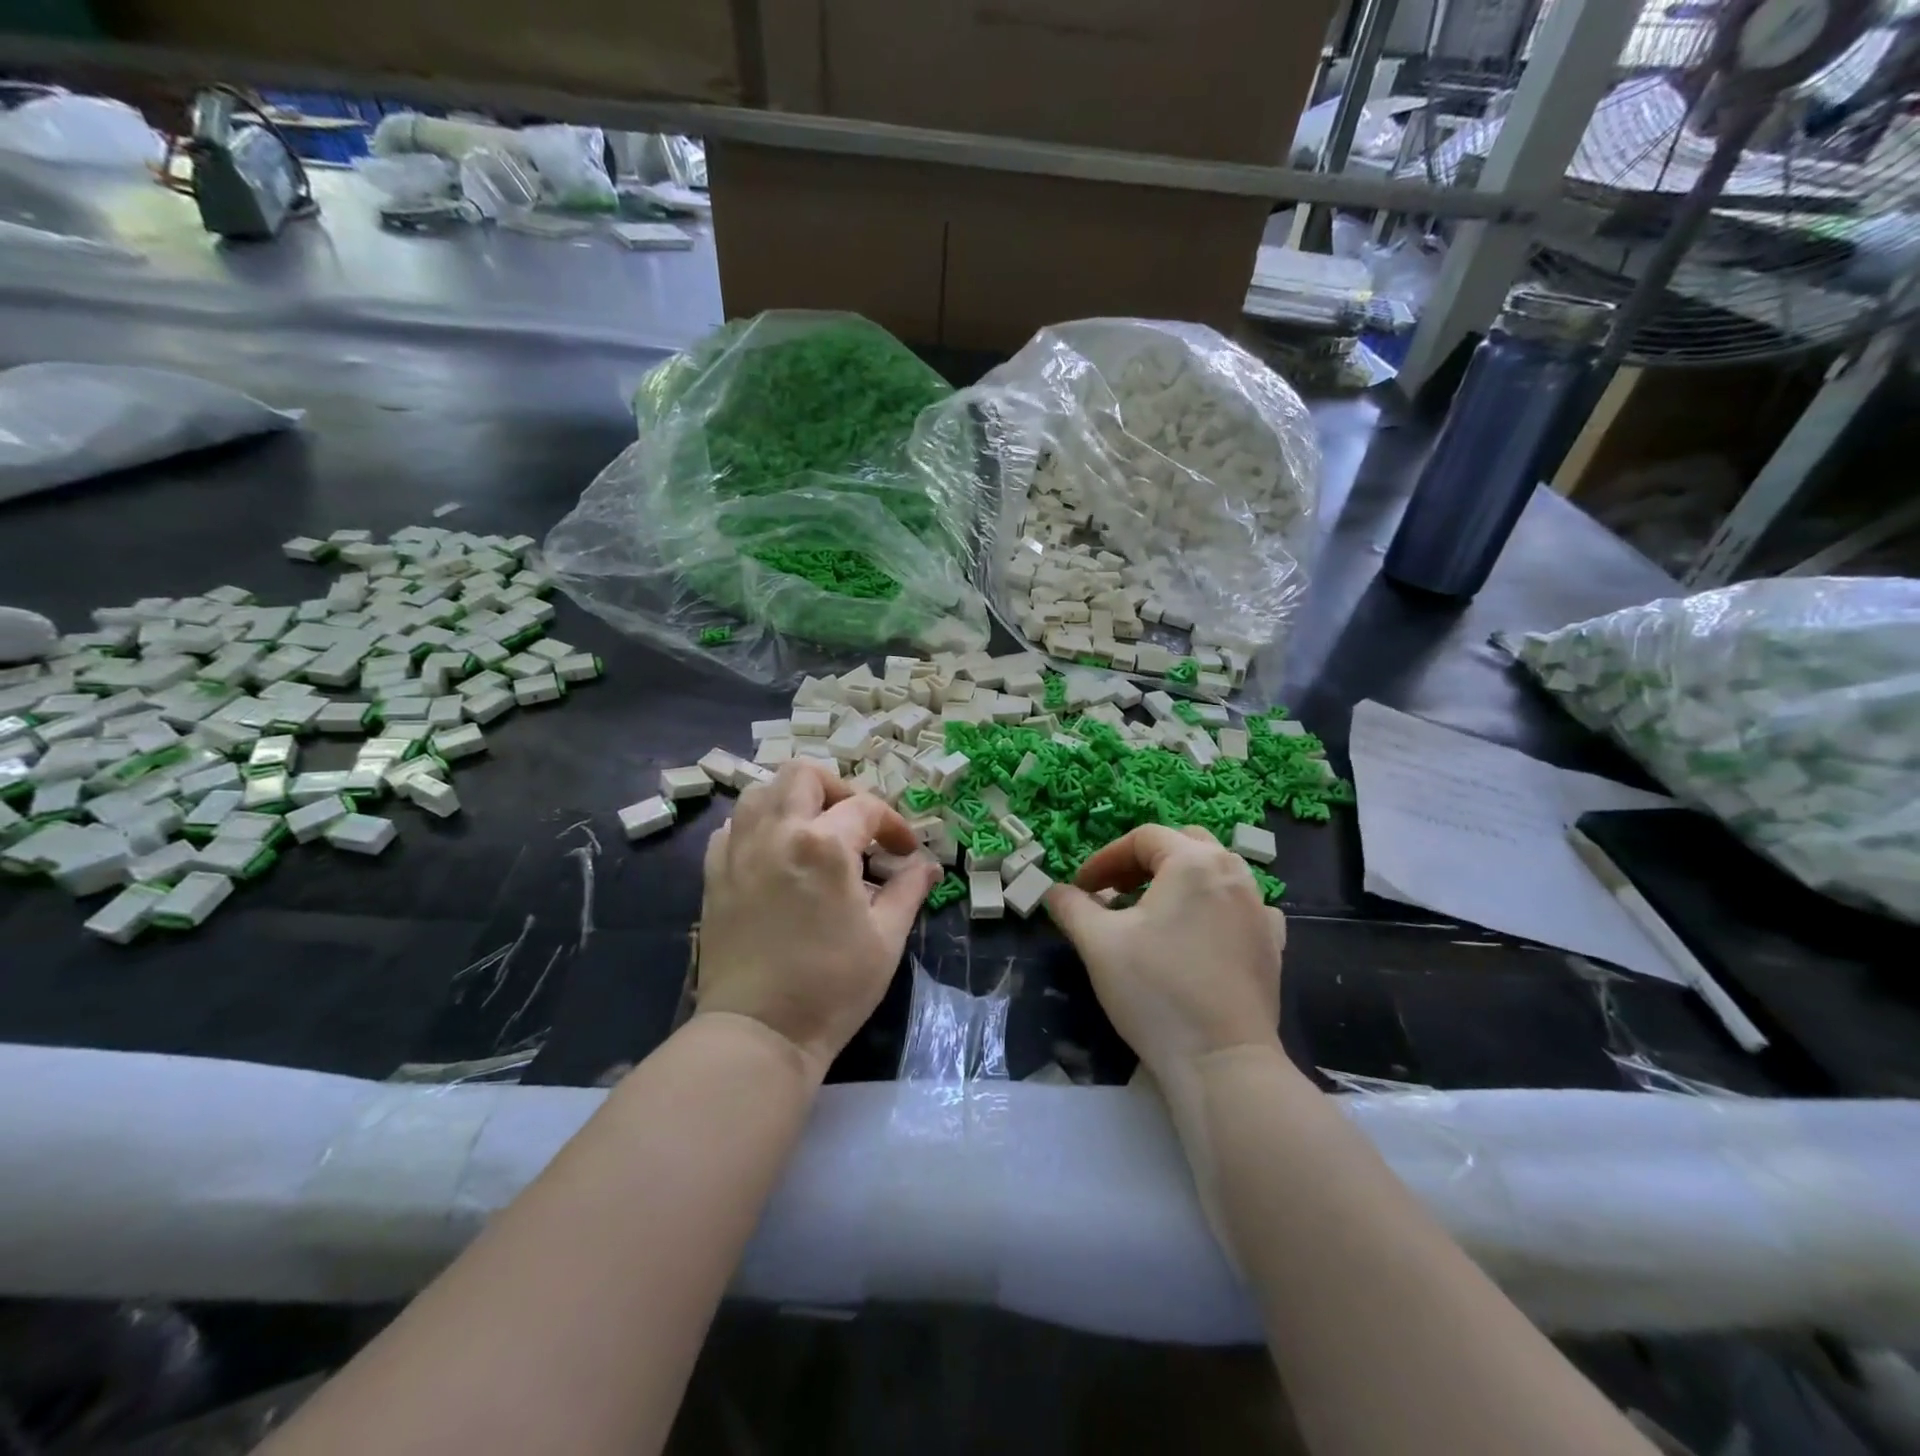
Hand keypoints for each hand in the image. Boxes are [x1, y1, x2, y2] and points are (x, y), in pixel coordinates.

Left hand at [696, 761, 939, 1076]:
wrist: (760, 1032)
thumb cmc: (832, 986)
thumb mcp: (886, 938)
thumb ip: (908, 890)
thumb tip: (927, 866)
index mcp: (824, 845)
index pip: (865, 808)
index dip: (894, 825)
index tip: (905, 852)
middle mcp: (777, 833)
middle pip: (803, 775)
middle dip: (837, 789)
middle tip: (855, 824)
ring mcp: (739, 851)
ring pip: (760, 792)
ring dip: (793, 800)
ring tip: (814, 831)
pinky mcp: (714, 875)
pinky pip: (732, 827)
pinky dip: (757, 826)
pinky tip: (775, 853)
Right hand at [1044, 825, 1284, 1081]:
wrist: (1221, 1061)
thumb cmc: (1155, 991)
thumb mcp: (1098, 943)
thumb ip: (1071, 906)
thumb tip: (1054, 891)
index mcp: (1193, 862)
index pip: (1143, 838)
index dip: (1105, 859)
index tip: (1081, 888)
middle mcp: (1233, 873)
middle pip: (1183, 845)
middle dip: (1143, 862)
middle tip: (1114, 891)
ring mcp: (1259, 909)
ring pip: (1214, 873)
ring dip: (1177, 881)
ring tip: (1151, 913)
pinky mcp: (1271, 943)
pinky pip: (1239, 906)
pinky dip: (1213, 907)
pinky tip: (1198, 933)